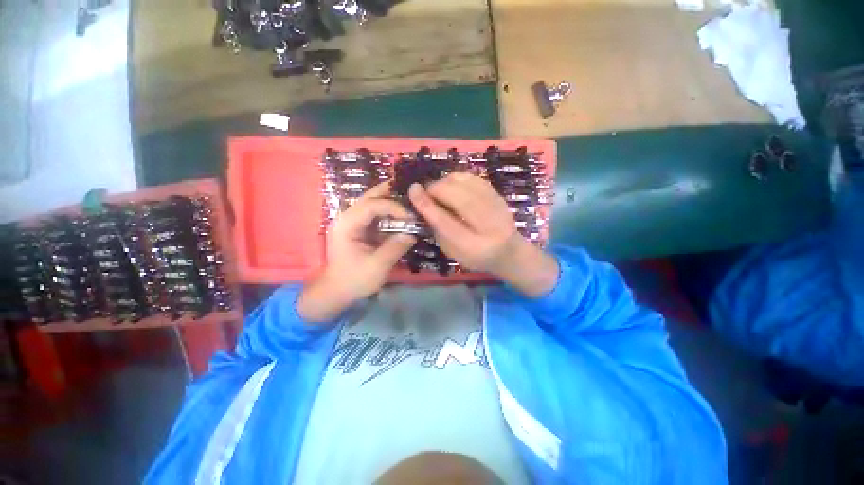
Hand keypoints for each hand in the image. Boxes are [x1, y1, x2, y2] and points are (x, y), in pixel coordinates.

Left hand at [297, 182, 415, 322]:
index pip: (372, 205)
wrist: (336, 291)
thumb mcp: (377, 266)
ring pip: (371, 204)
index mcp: (347, 225)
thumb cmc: (354, 280)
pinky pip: (373, 215)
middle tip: (409, 192)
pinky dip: (387, 214)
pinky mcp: (357, 229)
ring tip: (408, 202)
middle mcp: (347, 218)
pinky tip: (399, 216)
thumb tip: (413, 233)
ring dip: (389, 202)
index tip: (411, 218)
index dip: (394, 207)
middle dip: (390, 193)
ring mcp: (351, 223)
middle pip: (369, 197)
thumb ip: (396, 247)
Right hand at [408, 172, 558, 296]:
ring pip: (468, 185)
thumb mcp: (452, 251)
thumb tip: (424, 202)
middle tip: (427, 190)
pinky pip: (475, 179)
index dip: (427, 205)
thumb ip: (438, 229)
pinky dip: (459, 178)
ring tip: (439, 188)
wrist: (509, 252)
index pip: (446, 223)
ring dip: (447, 182)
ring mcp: (498, 209)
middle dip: (437, 189)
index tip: (413, 190)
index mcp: (473, 247)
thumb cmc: (475, 256)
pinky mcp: (500, 196)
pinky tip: (453, 184)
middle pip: (459, 199)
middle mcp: (489, 227)